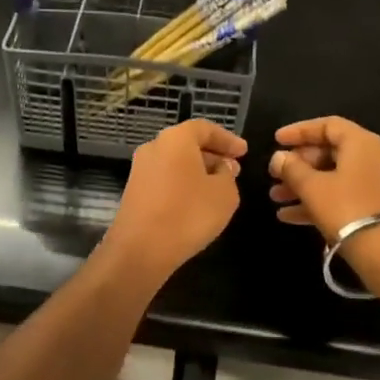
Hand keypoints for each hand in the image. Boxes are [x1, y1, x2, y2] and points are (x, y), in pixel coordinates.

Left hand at [100, 119, 246, 282]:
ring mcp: (140, 170)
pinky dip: (183, 184)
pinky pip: (165, 179)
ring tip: (219, 188)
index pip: (205, 128)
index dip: (227, 139)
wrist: (141, 250)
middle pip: (188, 144)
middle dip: (213, 155)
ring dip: (198, 171)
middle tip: (234, 170)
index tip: (244, 152)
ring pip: (176, 162)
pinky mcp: (134, 192)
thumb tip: (220, 168)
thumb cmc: (189, 214)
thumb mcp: (225, 194)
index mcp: (176, 139)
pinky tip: (197, 203)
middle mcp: (154, 147)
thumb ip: (228, 175)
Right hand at [267, 116, 379, 243]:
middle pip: (330, 152)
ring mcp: (375, 184)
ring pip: (333, 177)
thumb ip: (292, 169)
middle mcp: (372, 158)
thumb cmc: (347, 209)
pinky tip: (288, 216)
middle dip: (298, 164)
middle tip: (275, 174)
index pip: (328, 125)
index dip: (300, 130)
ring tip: (275, 197)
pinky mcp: (375, 208)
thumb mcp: (313, 187)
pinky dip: (317, 202)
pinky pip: (341, 197)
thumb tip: (279, 158)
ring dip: (303, 185)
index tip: (276, 140)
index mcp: (361, 143)